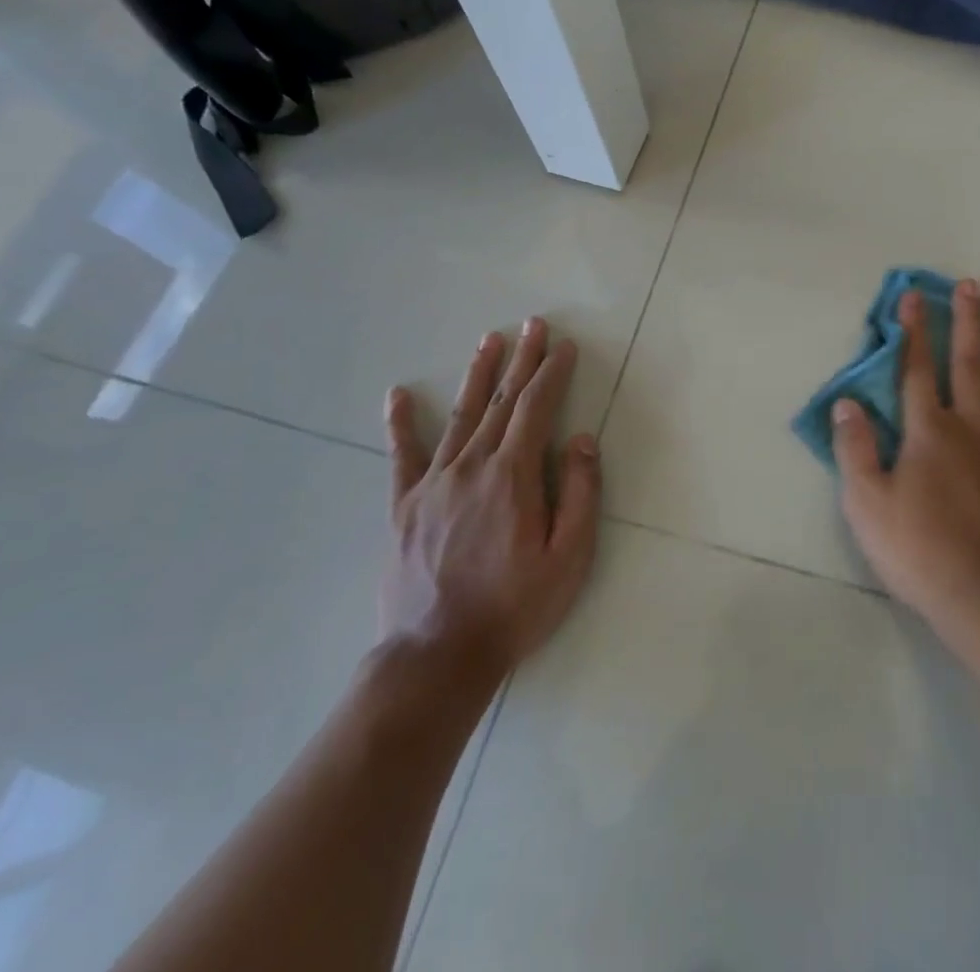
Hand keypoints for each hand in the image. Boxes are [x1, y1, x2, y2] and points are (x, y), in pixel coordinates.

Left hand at [380, 318, 600, 676]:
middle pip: (502, 401)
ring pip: (461, 416)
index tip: (563, 346)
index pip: (537, 408)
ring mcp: (433, 483)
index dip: (552, 372)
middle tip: (533, 324)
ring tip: (488, 341)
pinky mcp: (404, 505)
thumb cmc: (515, 606)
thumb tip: (581, 439)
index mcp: (513, 476)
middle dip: (521, 360)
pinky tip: (398, 395)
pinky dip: (400, 423)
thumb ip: (580, 493)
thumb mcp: (569, 557)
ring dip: (478, 375)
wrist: (438, 655)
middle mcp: (472, 466)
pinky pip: (402, 455)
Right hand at [834, 280, 979, 639]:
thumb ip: (854, 449)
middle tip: (972, 285)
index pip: (915, 370)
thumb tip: (847, 402)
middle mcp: (972, 427)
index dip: (913, 331)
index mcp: (928, 432)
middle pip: (969, 365)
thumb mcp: (866, 504)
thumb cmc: (919, 550)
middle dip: (967, 322)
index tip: (914, 295)